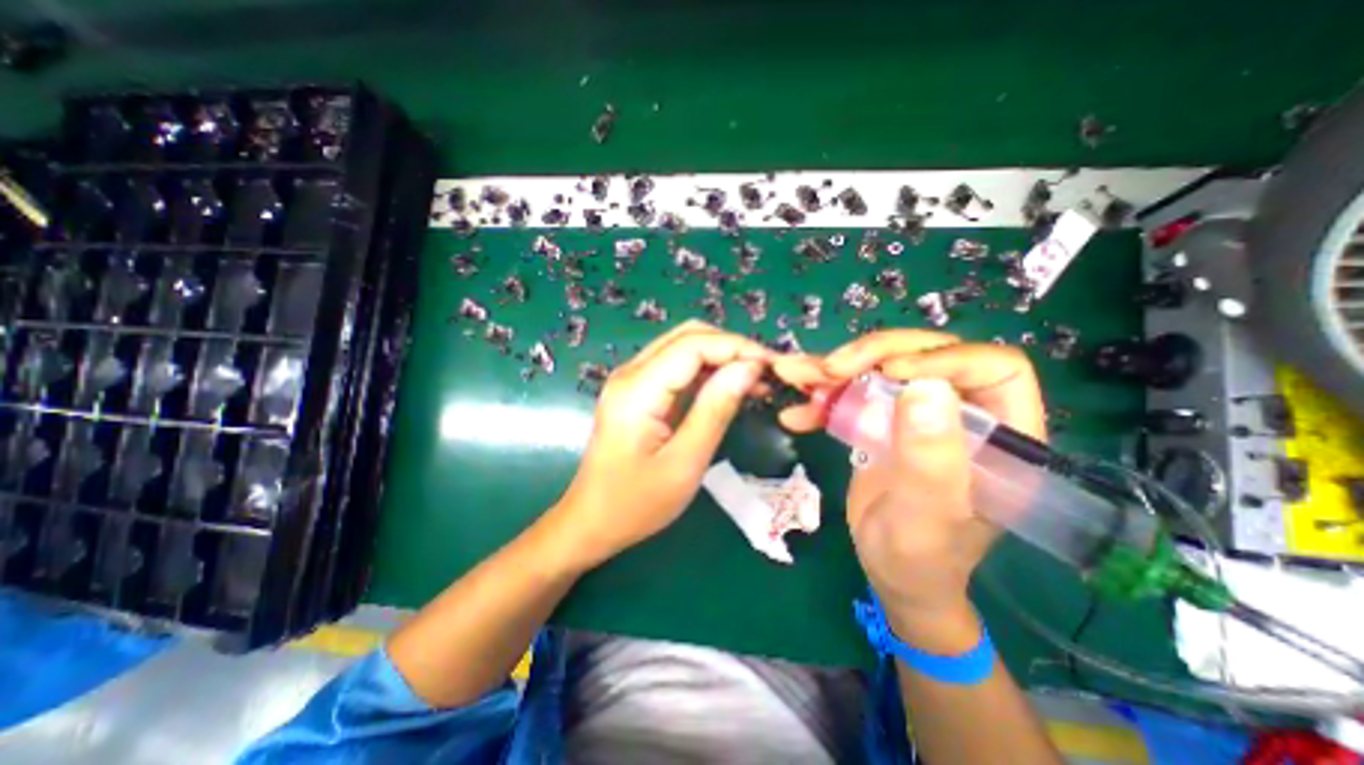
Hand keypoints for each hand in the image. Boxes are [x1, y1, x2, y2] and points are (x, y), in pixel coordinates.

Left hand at [552, 321, 765, 568]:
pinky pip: (677, 367)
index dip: (736, 347)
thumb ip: (716, 410)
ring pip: (684, 347)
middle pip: (688, 336)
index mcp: (638, 388)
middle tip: (766, 372)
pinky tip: (730, 388)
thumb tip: (749, 368)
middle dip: (731, 347)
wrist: (592, 521)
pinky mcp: (638, 391)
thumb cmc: (636, 503)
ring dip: (721, 357)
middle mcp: (631, 373)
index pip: (693, 344)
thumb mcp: (684, 463)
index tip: (772, 366)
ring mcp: (632, 380)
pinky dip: (707, 371)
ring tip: (756, 380)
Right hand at [776, 329, 1045, 645]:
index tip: (889, 373)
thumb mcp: (926, 517)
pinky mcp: (885, 421)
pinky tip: (795, 413)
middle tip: (828, 369)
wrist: (892, 573)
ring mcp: (919, 414)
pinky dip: (821, 397)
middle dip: (872, 354)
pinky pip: (854, 392)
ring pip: (881, 366)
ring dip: (834, 369)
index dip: (941, 359)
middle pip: (925, 355)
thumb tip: (924, 387)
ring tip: (794, 374)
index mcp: (1003, 435)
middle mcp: (963, 413)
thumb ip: (930, 460)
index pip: (991, 368)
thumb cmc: (921, 557)